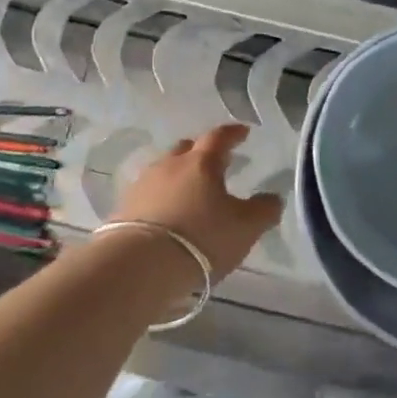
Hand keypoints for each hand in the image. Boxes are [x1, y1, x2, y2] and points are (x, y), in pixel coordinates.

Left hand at [111, 124, 283, 278]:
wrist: (140, 265)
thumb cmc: (202, 238)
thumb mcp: (246, 227)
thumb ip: (264, 210)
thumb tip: (272, 198)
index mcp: (202, 162)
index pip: (219, 137)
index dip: (233, 133)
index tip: (243, 132)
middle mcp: (170, 166)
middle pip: (186, 149)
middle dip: (201, 152)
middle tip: (214, 162)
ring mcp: (143, 186)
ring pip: (164, 171)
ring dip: (178, 177)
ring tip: (189, 193)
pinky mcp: (123, 209)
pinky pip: (148, 196)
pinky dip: (160, 200)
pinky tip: (166, 215)